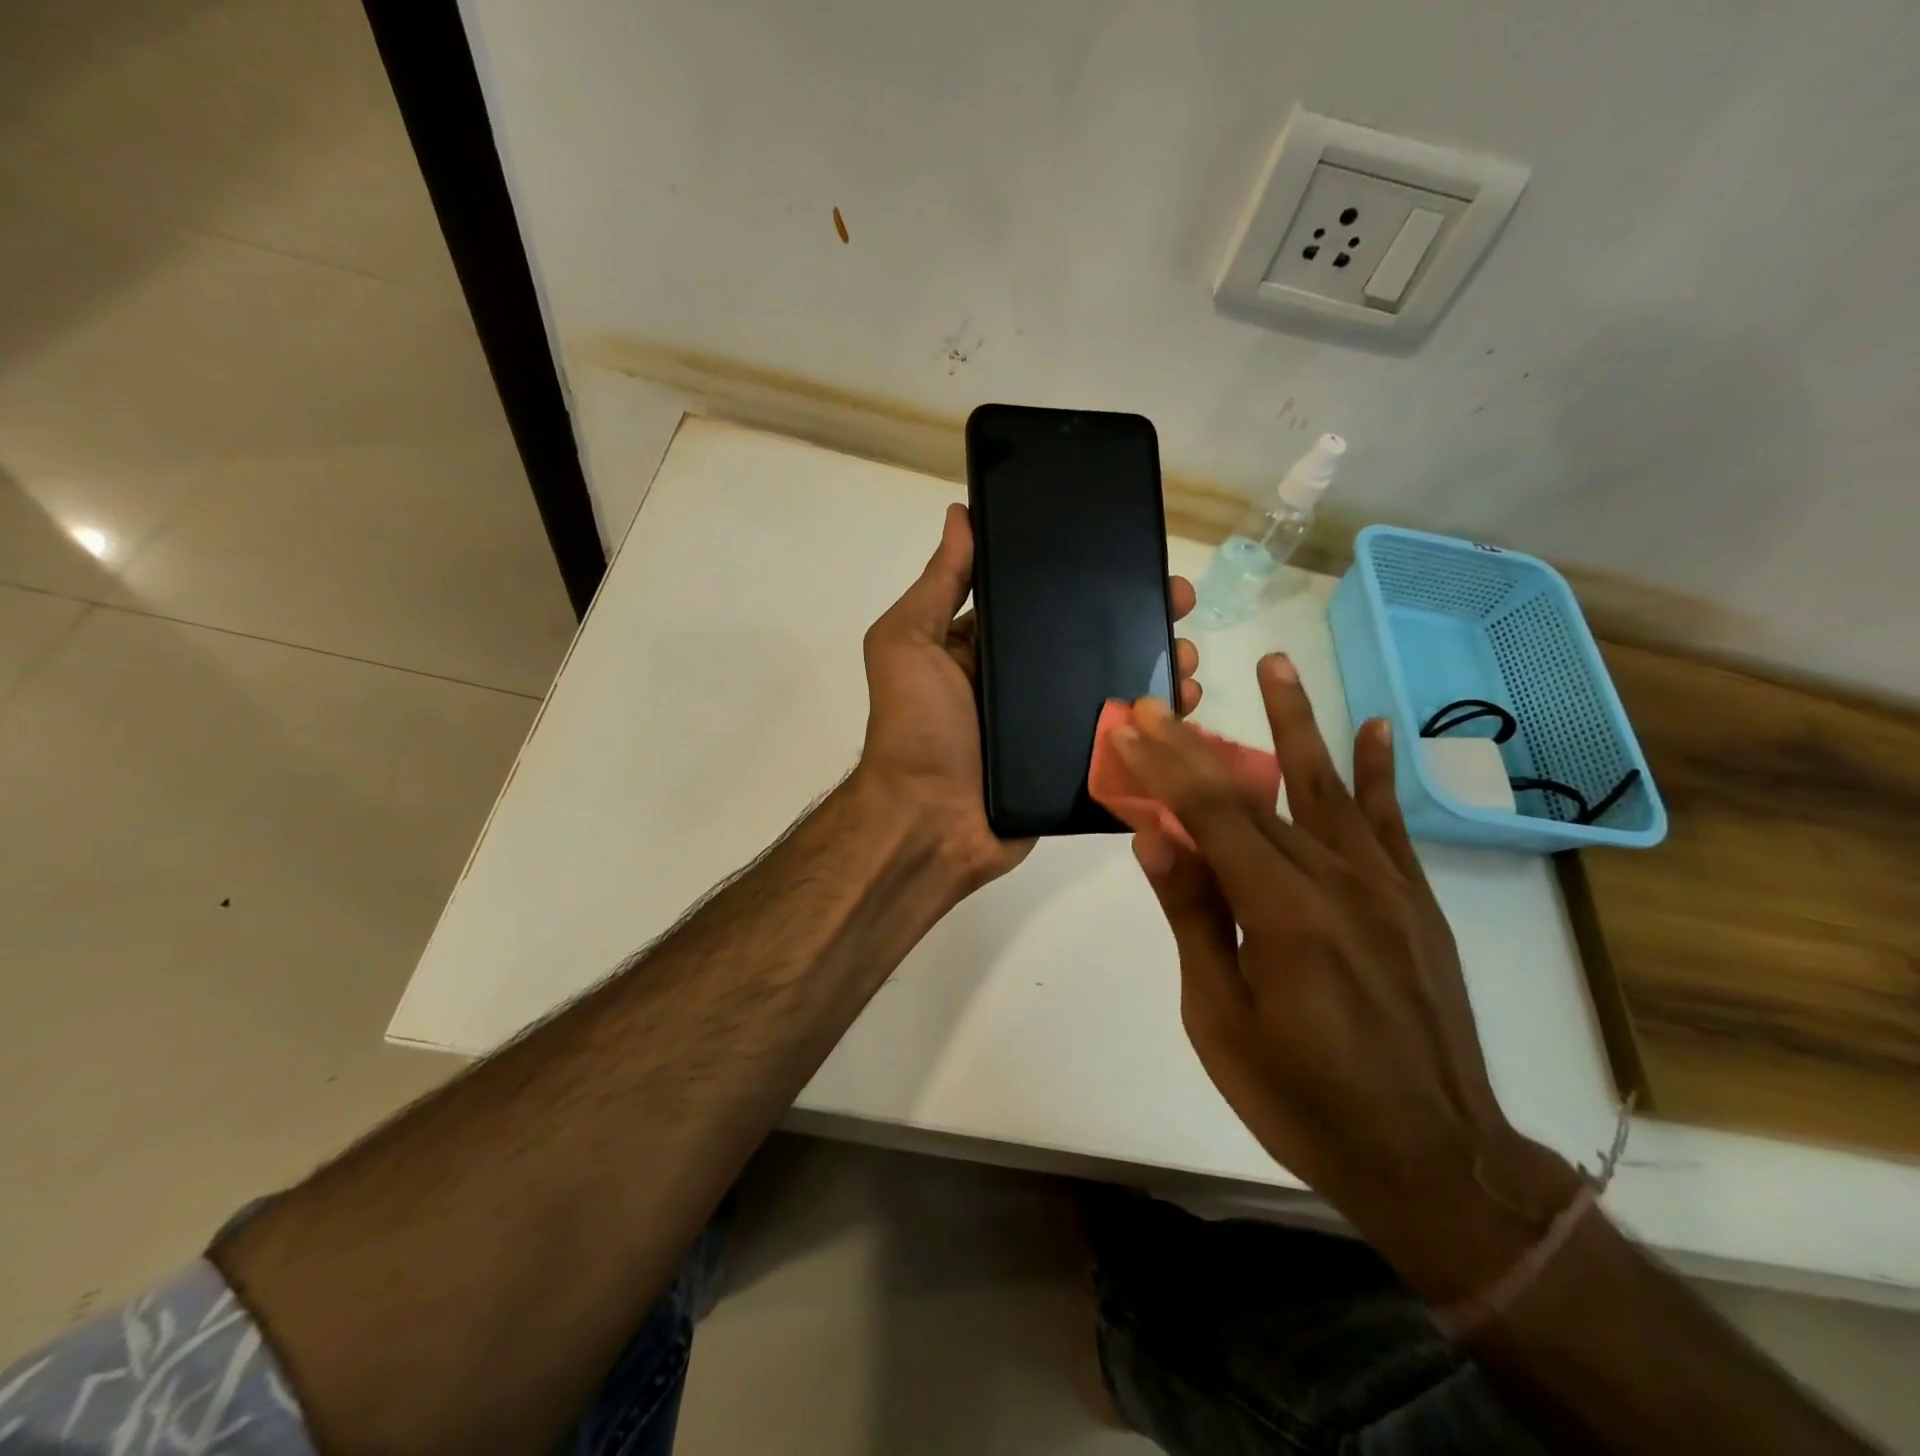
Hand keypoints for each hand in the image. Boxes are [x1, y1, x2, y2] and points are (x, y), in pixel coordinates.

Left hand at [857, 502, 1200, 891]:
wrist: (930, 823)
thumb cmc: (915, 728)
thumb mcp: (907, 643)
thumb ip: (938, 584)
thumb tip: (962, 513)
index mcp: (986, 647)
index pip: (1044, 600)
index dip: (1085, 578)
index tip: (1131, 556)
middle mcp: (1023, 680)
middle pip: (1090, 639)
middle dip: (1138, 617)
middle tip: (1180, 601)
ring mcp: (1052, 724)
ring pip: (1114, 684)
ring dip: (1156, 664)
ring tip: (1188, 654)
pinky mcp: (1074, 764)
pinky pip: (1121, 736)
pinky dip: (1154, 721)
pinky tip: (1185, 704)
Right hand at [1109, 656, 1579, 1300]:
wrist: (1434, 1162)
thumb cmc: (1305, 1100)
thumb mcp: (1222, 1018)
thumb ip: (1195, 917)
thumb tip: (1156, 837)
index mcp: (1284, 912)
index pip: (1212, 816)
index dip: (1165, 767)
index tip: (1130, 727)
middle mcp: (1338, 881)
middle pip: (1254, 796)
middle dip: (1197, 748)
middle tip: (1160, 702)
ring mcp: (1385, 887)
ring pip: (1328, 788)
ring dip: (1296, 723)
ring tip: (1276, 664)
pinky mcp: (1415, 902)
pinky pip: (1392, 825)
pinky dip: (1379, 773)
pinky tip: (1372, 727)